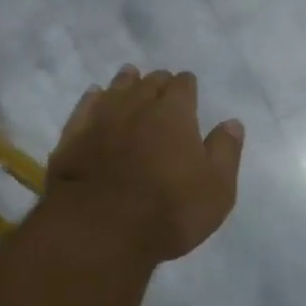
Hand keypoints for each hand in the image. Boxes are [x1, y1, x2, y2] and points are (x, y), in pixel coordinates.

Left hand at [45, 66, 244, 264]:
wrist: (99, 228)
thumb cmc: (168, 211)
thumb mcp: (216, 189)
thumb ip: (225, 151)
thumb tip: (232, 122)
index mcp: (174, 113)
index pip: (183, 85)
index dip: (187, 86)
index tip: (188, 88)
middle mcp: (137, 105)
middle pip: (149, 82)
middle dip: (158, 82)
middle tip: (161, 87)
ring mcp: (101, 118)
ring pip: (116, 88)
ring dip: (126, 82)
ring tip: (130, 78)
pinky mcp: (73, 135)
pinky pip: (85, 105)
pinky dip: (94, 98)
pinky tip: (95, 96)